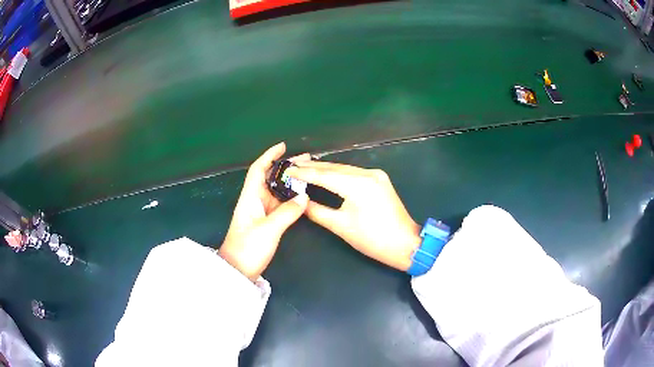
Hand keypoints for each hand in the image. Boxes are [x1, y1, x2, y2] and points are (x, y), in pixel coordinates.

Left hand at [219, 143, 309, 280]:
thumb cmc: (248, 247)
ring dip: (290, 182)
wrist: (238, 270)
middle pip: (270, 178)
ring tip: (308, 175)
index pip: (258, 169)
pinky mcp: (265, 222)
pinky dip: (290, 198)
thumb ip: (287, 213)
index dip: (269, 155)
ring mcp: (260, 212)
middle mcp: (255, 201)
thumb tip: (304, 198)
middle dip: (286, 167)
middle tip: (306, 160)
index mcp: (250, 197)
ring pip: (276, 191)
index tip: (283, 146)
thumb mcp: (268, 229)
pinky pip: (280, 204)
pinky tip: (302, 197)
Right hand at [286, 161, 420, 270]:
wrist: (405, 244)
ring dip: (325, 169)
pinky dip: (338, 174)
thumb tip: (300, 201)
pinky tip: (326, 174)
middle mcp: (367, 173)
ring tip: (304, 168)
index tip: (287, 171)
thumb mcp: (341, 226)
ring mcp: (375, 175)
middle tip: (292, 166)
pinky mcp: (379, 179)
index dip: (304, 173)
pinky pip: (353, 173)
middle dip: (312, 167)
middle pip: (334, 168)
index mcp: (358, 184)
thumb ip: (317, 211)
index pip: (324, 175)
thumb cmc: (372, 239)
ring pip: (344, 169)